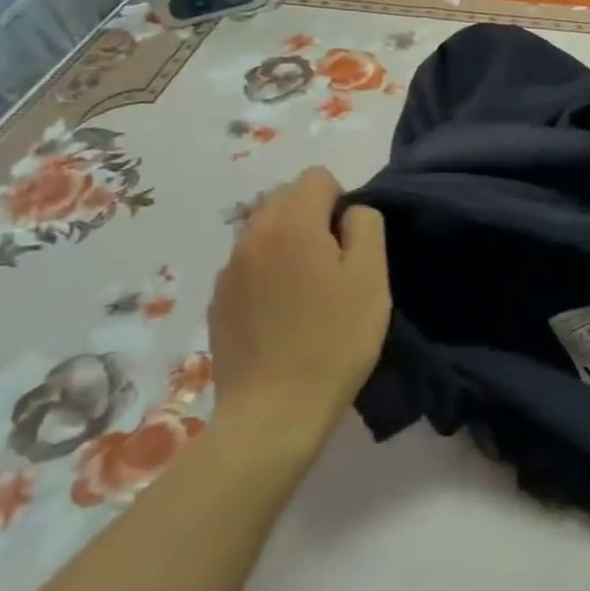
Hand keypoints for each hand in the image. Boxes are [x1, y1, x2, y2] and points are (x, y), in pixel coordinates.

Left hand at [207, 168, 391, 448]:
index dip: (342, 201)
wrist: (273, 412)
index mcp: (291, 222)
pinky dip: (267, 275)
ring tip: (307, 293)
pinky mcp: (218, 302)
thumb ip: (366, 225)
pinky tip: (282, 317)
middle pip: (286, 199)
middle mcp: (252, 234)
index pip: (317, 177)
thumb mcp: (371, 278)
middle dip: (313, 218)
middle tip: (334, 268)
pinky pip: (248, 266)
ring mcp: (228, 269)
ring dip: (288, 246)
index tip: (351, 244)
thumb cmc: (334, 340)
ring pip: (264, 232)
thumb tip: (350, 212)